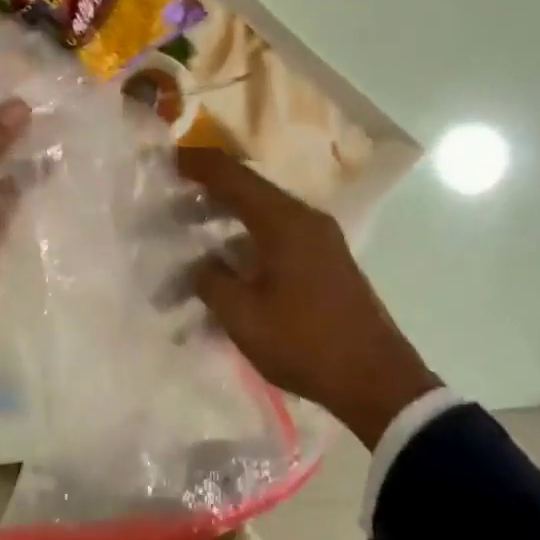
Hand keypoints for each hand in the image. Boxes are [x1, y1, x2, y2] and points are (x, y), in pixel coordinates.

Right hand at [177, 148, 440, 449]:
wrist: (375, 380)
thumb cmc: (304, 343)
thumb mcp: (243, 316)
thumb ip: (211, 281)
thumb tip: (199, 265)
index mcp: (284, 222)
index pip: (233, 176)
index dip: (196, 164)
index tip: (165, 160)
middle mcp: (305, 220)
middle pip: (249, 192)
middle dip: (206, 196)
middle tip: (169, 208)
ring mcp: (320, 241)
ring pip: (262, 217)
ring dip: (225, 223)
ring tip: (190, 241)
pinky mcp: (325, 263)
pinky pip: (277, 238)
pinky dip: (246, 243)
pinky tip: (226, 270)